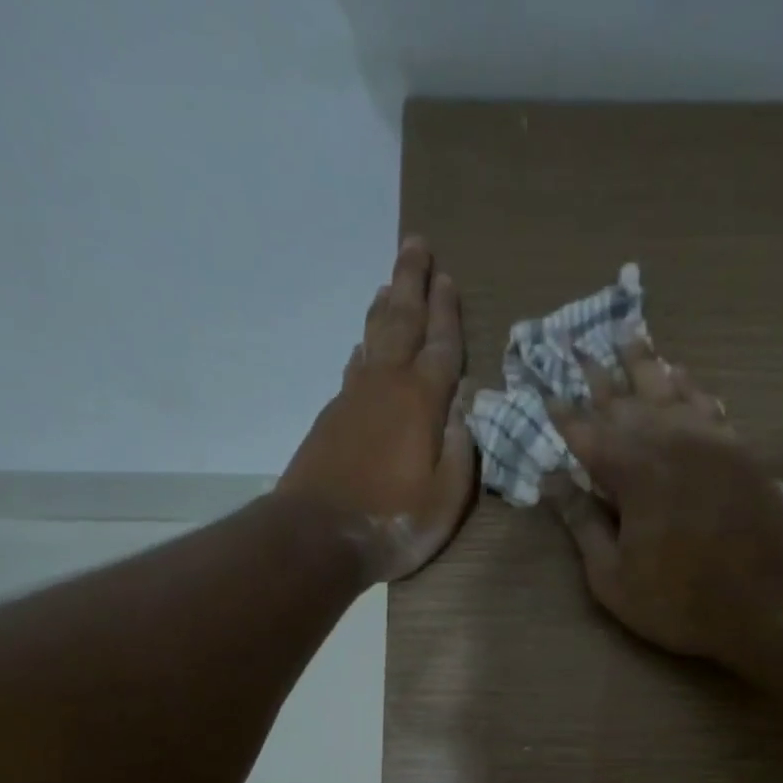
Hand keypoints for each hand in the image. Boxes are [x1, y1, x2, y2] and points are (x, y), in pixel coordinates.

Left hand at [279, 237, 474, 582]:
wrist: (317, 536)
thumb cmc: (393, 522)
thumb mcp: (446, 497)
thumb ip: (460, 450)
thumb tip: (465, 408)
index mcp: (421, 403)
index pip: (441, 346)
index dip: (447, 313)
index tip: (448, 279)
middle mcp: (385, 387)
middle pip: (400, 323)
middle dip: (410, 283)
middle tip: (415, 245)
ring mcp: (353, 399)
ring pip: (372, 340)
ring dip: (384, 309)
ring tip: (390, 285)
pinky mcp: (331, 418)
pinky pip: (354, 368)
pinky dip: (363, 348)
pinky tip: (364, 347)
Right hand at [547, 340, 782, 660]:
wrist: (763, 601)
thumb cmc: (678, 599)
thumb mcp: (613, 577)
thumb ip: (582, 525)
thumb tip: (552, 482)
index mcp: (631, 472)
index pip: (586, 433)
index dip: (563, 415)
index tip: (546, 393)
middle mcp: (667, 442)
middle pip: (625, 400)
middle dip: (598, 376)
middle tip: (579, 347)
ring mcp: (708, 441)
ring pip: (669, 389)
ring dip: (645, 364)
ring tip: (628, 337)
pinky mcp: (739, 449)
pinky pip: (708, 404)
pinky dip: (689, 386)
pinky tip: (681, 376)